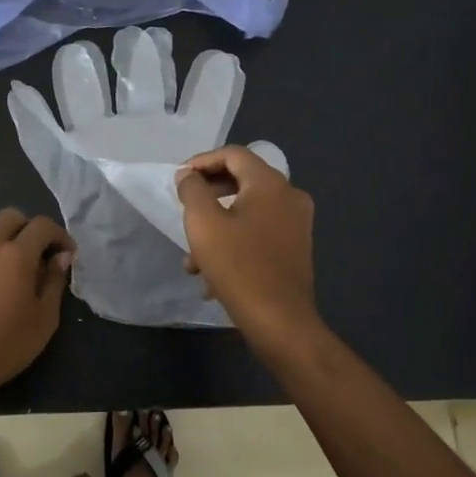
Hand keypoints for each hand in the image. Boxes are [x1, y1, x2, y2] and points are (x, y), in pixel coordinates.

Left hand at [0, 208, 73, 400]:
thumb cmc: (6, 343)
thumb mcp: (44, 317)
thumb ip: (54, 281)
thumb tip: (61, 257)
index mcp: (15, 253)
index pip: (42, 225)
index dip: (59, 235)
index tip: (67, 255)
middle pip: (10, 217)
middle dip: (29, 228)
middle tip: (40, 255)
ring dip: (5, 244)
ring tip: (14, 275)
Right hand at [176, 147, 320, 353]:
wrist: (280, 322)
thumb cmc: (238, 267)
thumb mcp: (203, 223)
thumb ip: (193, 190)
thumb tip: (189, 175)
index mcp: (270, 183)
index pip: (233, 154)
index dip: (202, 161)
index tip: (179, 180)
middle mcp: (289, 196)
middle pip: (242, 180)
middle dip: (208, 194)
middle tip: (184, 208)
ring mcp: (296, 223)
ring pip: (248, 210)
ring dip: (217, 225)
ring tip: (192, 258)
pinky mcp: (296, 248)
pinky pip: (259, 232)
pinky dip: (234, 241)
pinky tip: (212, 275)